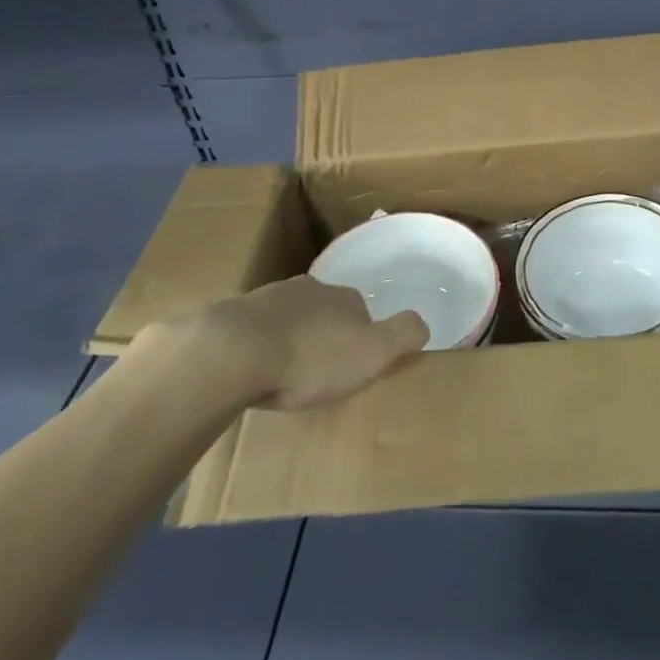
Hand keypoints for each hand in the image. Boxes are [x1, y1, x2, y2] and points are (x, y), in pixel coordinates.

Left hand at [215, 275, 428, 409]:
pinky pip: (256, 329)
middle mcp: (310, 289)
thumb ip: (403, 335)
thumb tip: (423, 323)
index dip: (362, 336)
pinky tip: (255, 368)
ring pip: (290, 316)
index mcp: (344, 297)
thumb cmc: (312, 358)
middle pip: (325, 310)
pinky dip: (260, 344)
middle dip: (325, 334)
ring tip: (286, 371)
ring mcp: (269, 298)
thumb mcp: (373, 352)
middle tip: (320, 370)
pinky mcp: (236, 315)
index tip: (354, 364)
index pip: (361, 310)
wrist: (236, 351)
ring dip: (292, 336)